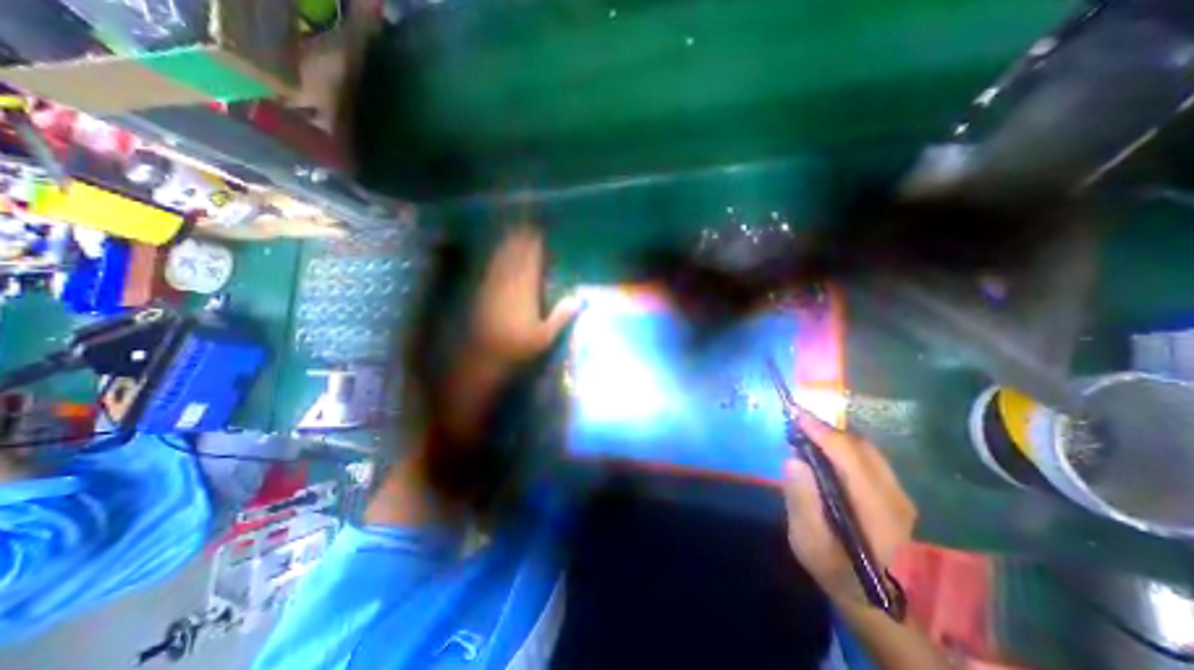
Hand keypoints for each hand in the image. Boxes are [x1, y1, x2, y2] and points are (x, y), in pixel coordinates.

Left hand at [473, 228, 585, 368]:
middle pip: (516, 256)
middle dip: (522, 239)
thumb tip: (580, 299)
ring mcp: (493, 287)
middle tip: (528, 223)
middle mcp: (509, 285)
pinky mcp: (483, 293)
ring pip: (502, 259)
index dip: (535, 246)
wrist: (482, 357)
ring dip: (509, 244)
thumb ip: (561, 317)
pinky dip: (496, 257)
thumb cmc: (516, 349)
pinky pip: (491, 269)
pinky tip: (498, 253)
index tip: (540, 232)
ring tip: (515, 229)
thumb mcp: (544, 338)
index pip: (531, 263)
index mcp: (526, 293)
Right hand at [781, 416, 915, 604]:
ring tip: (806, 434)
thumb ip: (801, 501)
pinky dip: (843, 447)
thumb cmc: (833, 568)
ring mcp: (899, 495)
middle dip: (826, 430)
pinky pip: (868, 458)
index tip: (795, 414)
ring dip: (834, 437)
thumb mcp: (807, 540)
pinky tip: (825, 452)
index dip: (821, 432)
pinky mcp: (895, 494)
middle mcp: (895, 497)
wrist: (871, 596)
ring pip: (866, 449)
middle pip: (860, 447)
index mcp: (876, 510)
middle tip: (795, 424)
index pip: (849, 456)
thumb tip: (794, 459)